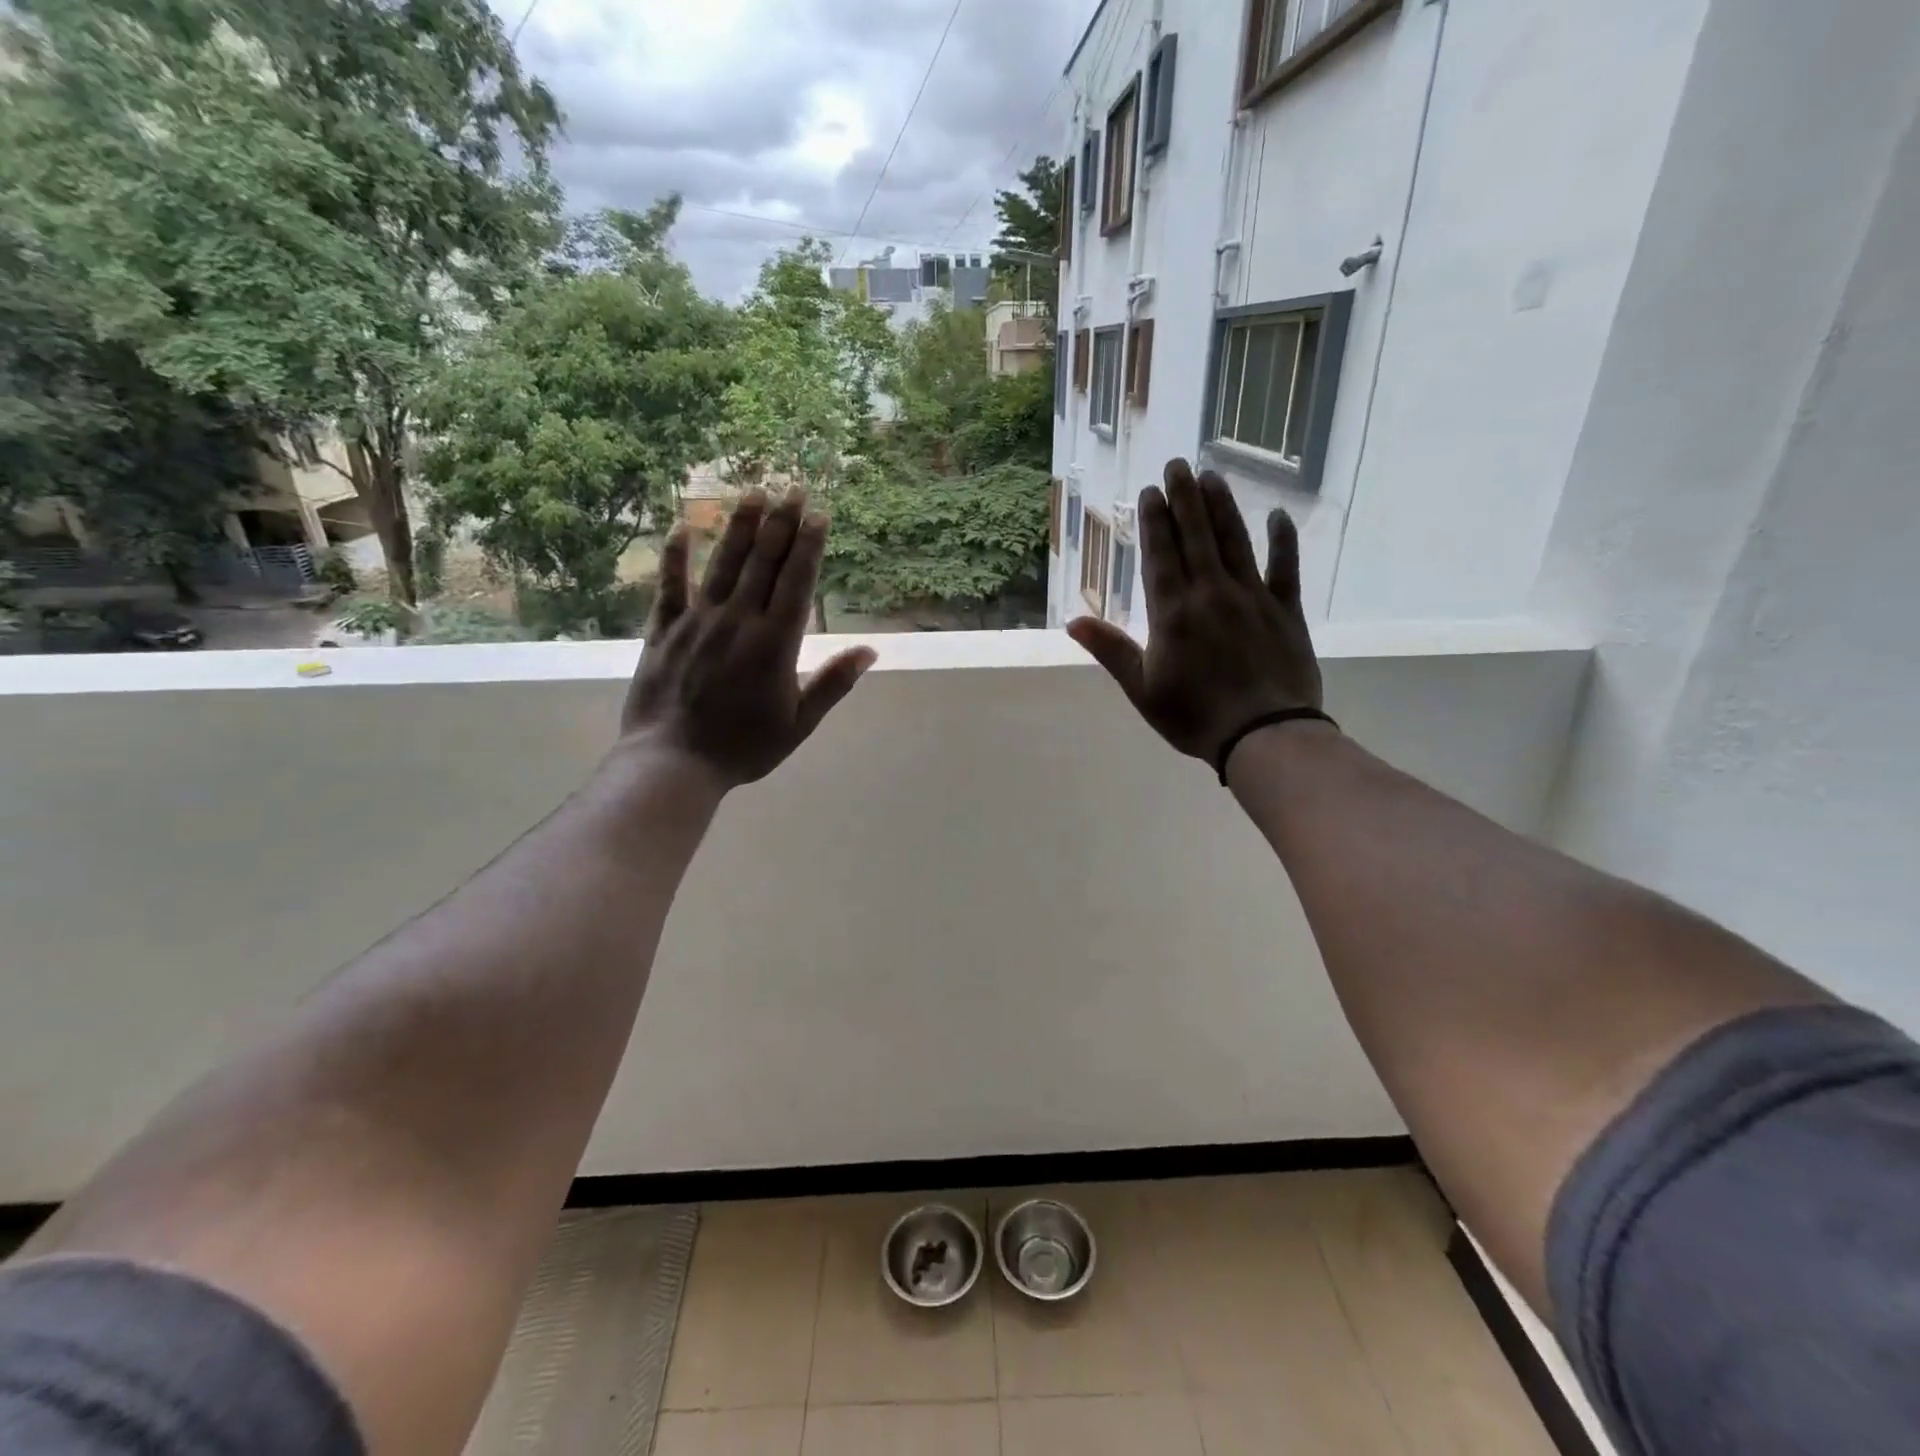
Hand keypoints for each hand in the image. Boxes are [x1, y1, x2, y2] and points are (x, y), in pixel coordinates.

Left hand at [621, 487, 875, 786]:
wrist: (674, 762)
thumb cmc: (744, 747)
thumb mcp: (799, 723)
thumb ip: (833, 683)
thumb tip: (870, 650)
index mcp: (775, 643)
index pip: (797, 582)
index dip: (809, 545)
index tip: (819, 514)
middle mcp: (739, 621)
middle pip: (764, 562)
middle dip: (782, 522)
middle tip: (793, 487)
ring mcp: (698, 621)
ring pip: (723, 564)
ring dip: (739, 526)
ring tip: (753, 492)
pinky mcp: (664, 630)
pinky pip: (669, 585)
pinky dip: (675, 556)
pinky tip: (681, 527)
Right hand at [1068, 458, 1322, 765]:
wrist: (1263, 735)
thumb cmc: (1194, 717)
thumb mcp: (1142, 689)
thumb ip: (1110, 650)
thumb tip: (1072, 621)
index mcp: (1173, 612)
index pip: (1161, 555)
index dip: (1154, 521)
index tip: (1150, 490)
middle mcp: (1211, 593)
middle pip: (1196, 536)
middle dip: (1184, 498)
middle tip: (1178, 464)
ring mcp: (1252, 597)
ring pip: (1235, 542)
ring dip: (1221, 508)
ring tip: (1212, 477)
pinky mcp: (1286, 610)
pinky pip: (1285, 568)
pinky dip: (1282, 541)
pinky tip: (1278, 517)